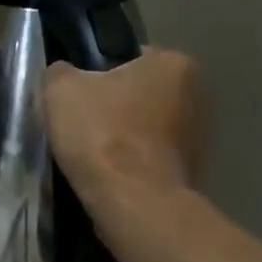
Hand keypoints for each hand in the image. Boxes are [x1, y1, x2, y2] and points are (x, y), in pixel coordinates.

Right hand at [45, 48, 202, 201]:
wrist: (133, 203)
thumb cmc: (102, 134)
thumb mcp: (61, 89)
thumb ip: (61, 72)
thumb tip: (64, 75)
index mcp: (175, 63)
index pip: (129, 58)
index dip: (97, 74)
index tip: (77, 96)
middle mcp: (199, 95)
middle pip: (140, 94)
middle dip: (114, 106)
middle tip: (81, 124)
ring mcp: (200, 137)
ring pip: (146, 128)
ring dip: (124, 137)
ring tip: (91, 154)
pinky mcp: (193, 173)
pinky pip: (152, 158)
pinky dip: (133, 164)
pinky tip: (109, 175)